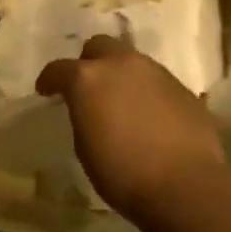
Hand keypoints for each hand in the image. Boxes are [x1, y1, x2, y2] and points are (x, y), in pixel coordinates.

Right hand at [36, 34, 229, 218]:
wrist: (184, 185)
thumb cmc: (121, 173)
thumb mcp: (84, 147)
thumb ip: (83, 116)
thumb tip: (89, 109)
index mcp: (88, 78)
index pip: (59, 68)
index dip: (49, 80)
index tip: (46, 91)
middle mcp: (122, 64)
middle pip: (99, 46)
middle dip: (89, 62)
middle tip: (87, 87)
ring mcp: (156, 72)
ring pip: (131, 61)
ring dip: (120, 75)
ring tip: (120, 101)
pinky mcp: (182, 87)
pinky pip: (156, 81)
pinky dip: (146, 91)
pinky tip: (148, 116)